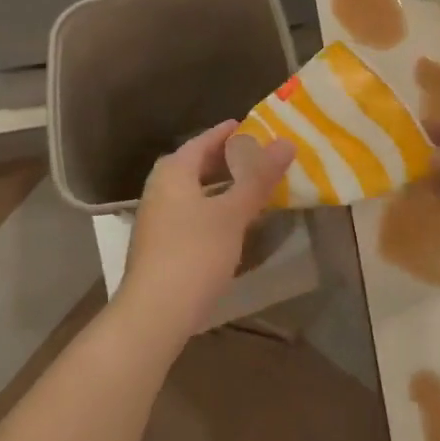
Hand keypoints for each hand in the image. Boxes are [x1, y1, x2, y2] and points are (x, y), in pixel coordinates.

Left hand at [117, 120, 294, 343]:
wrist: (154, 314)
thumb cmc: (194, 253)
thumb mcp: (232, 213)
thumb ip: (258, 177)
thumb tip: (285, 143)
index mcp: (173, 171)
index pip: (204, 140)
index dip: (229, 133)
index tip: (255, 126)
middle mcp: (160, 188)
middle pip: (196, 164)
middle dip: (226, 159)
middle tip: (259, 155)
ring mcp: (157, 218)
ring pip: (194, 190)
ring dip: (221, 186)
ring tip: (251, 186)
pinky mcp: (160, 245)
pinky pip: (191, 213)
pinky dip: (213, 208)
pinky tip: (232, 222)